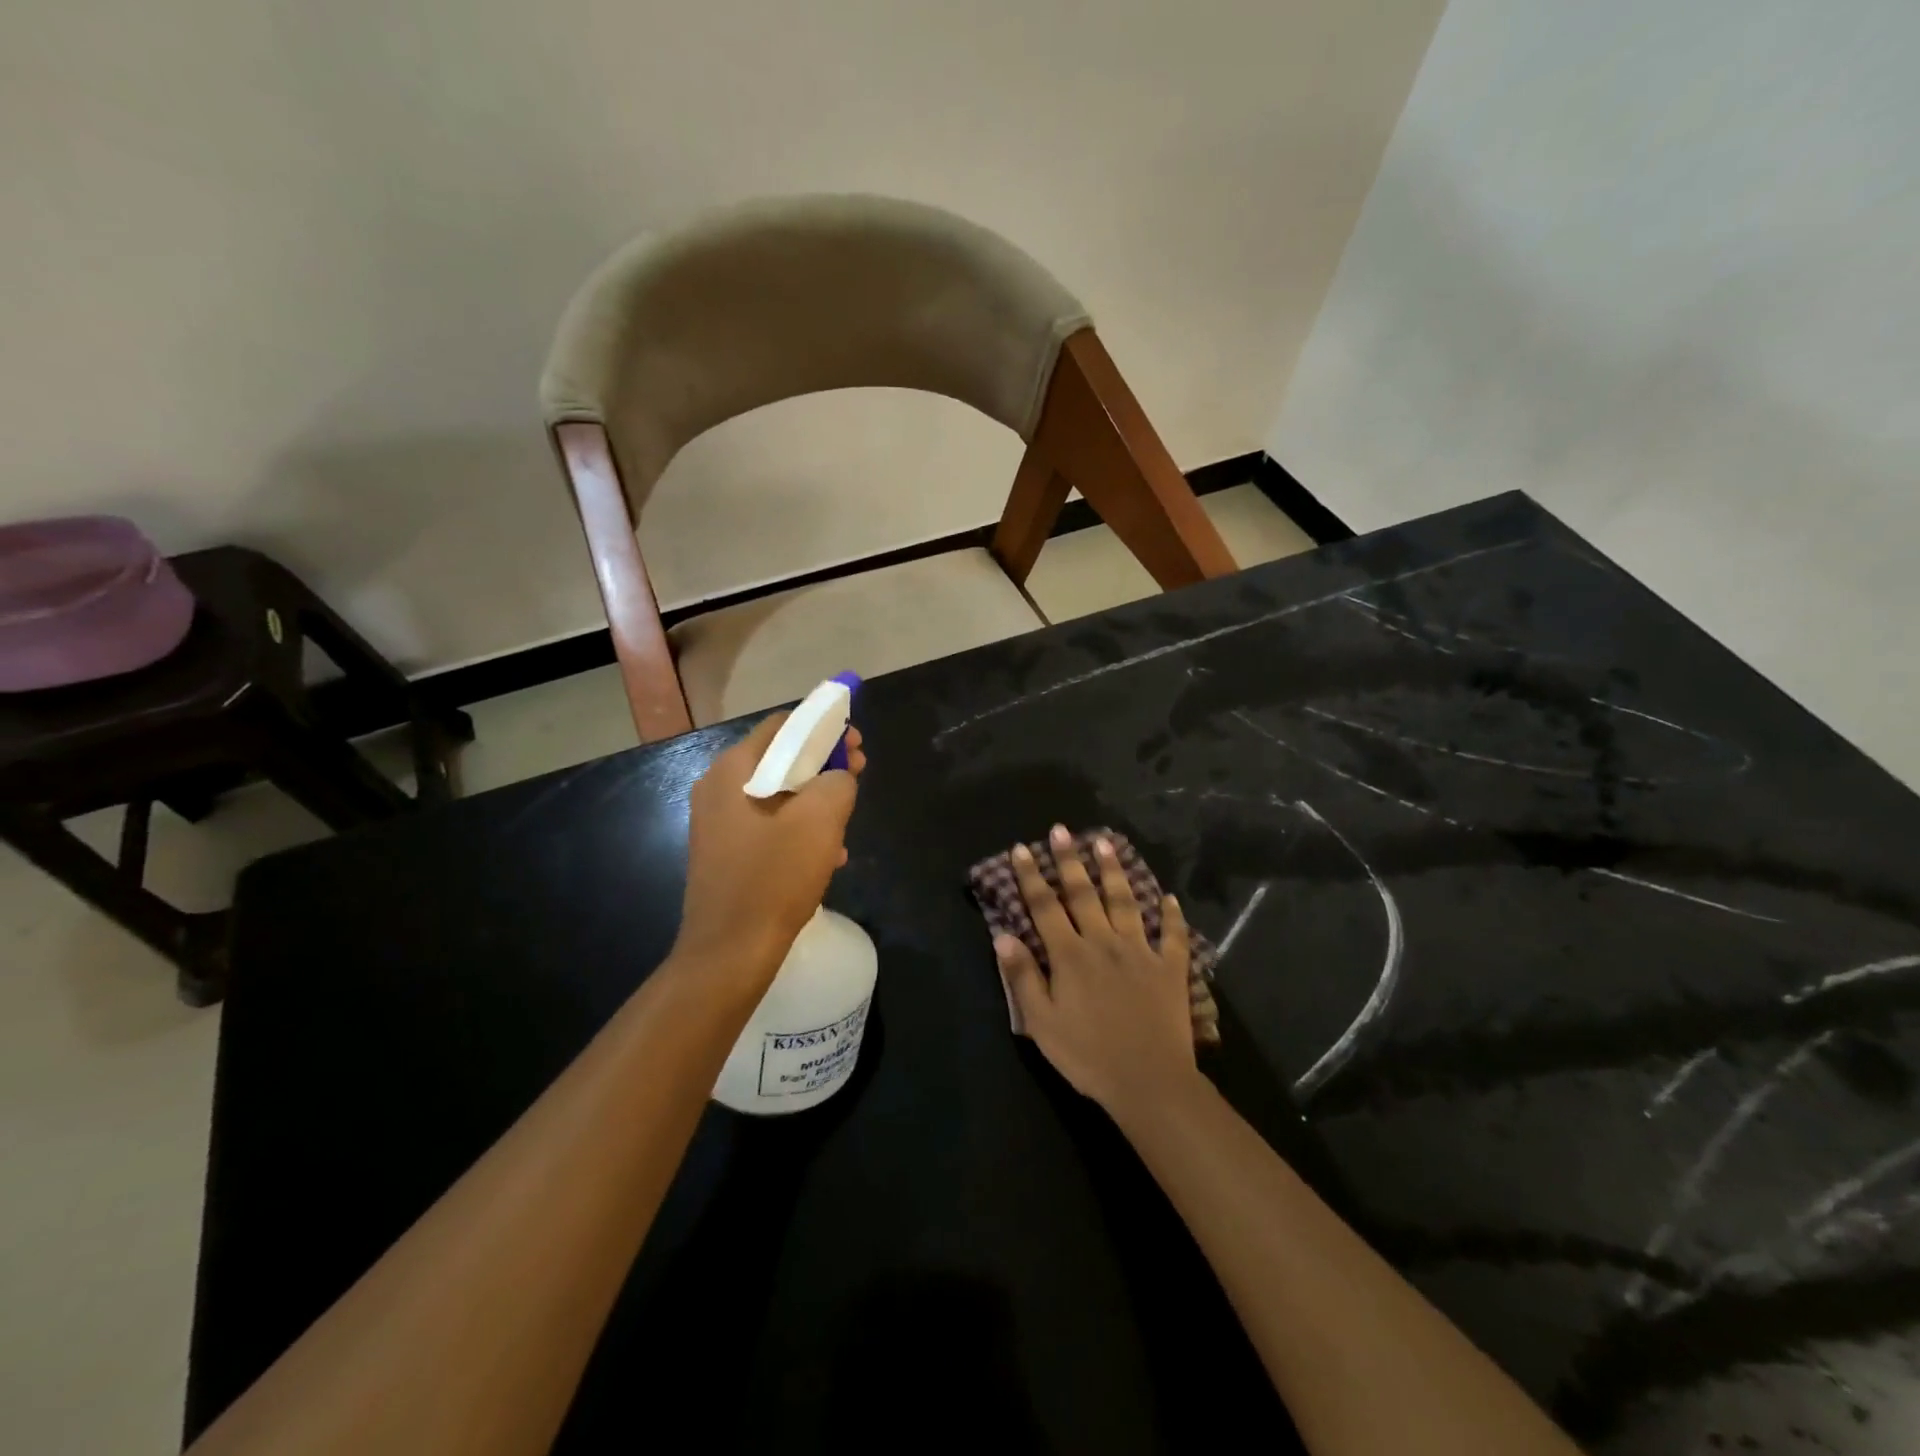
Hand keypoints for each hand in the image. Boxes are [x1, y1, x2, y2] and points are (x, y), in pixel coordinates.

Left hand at [676, 712, 864, 981]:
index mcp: (734, 769)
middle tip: (858, 775)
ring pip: (778, 793)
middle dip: (824, 763)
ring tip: (846, 821)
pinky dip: (798, 828)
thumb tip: (837, 777)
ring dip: (815, 799)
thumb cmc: (774, 878)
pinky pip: (768, 824)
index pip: (784, 725)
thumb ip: (837, 781)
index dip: (825, 726)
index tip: (856, 743)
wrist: (729, 952)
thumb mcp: (821, 820)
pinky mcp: (724, 851)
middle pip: (780, 757)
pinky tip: (826, 854)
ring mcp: (717, 821)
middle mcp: (718, 786)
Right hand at [995, 824, 1198, 1118]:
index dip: (1031, 877)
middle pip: (1084, 893)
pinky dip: (1171, 916)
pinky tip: (1170, 898)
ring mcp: (1140, 952)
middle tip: (1062, 830)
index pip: (1045, 907)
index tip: (1022, 849)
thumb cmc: (1087, 1055)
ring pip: (1125, 902)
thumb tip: (1003, 935)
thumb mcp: (1041, 1022)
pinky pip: (1172, 936)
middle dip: (1070, 860)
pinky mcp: (1170, 969)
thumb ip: (1022, 976)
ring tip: (1106, 843)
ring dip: (1114, 871)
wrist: (1148, 1081)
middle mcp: (1103, 942)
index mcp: (1070, 955)